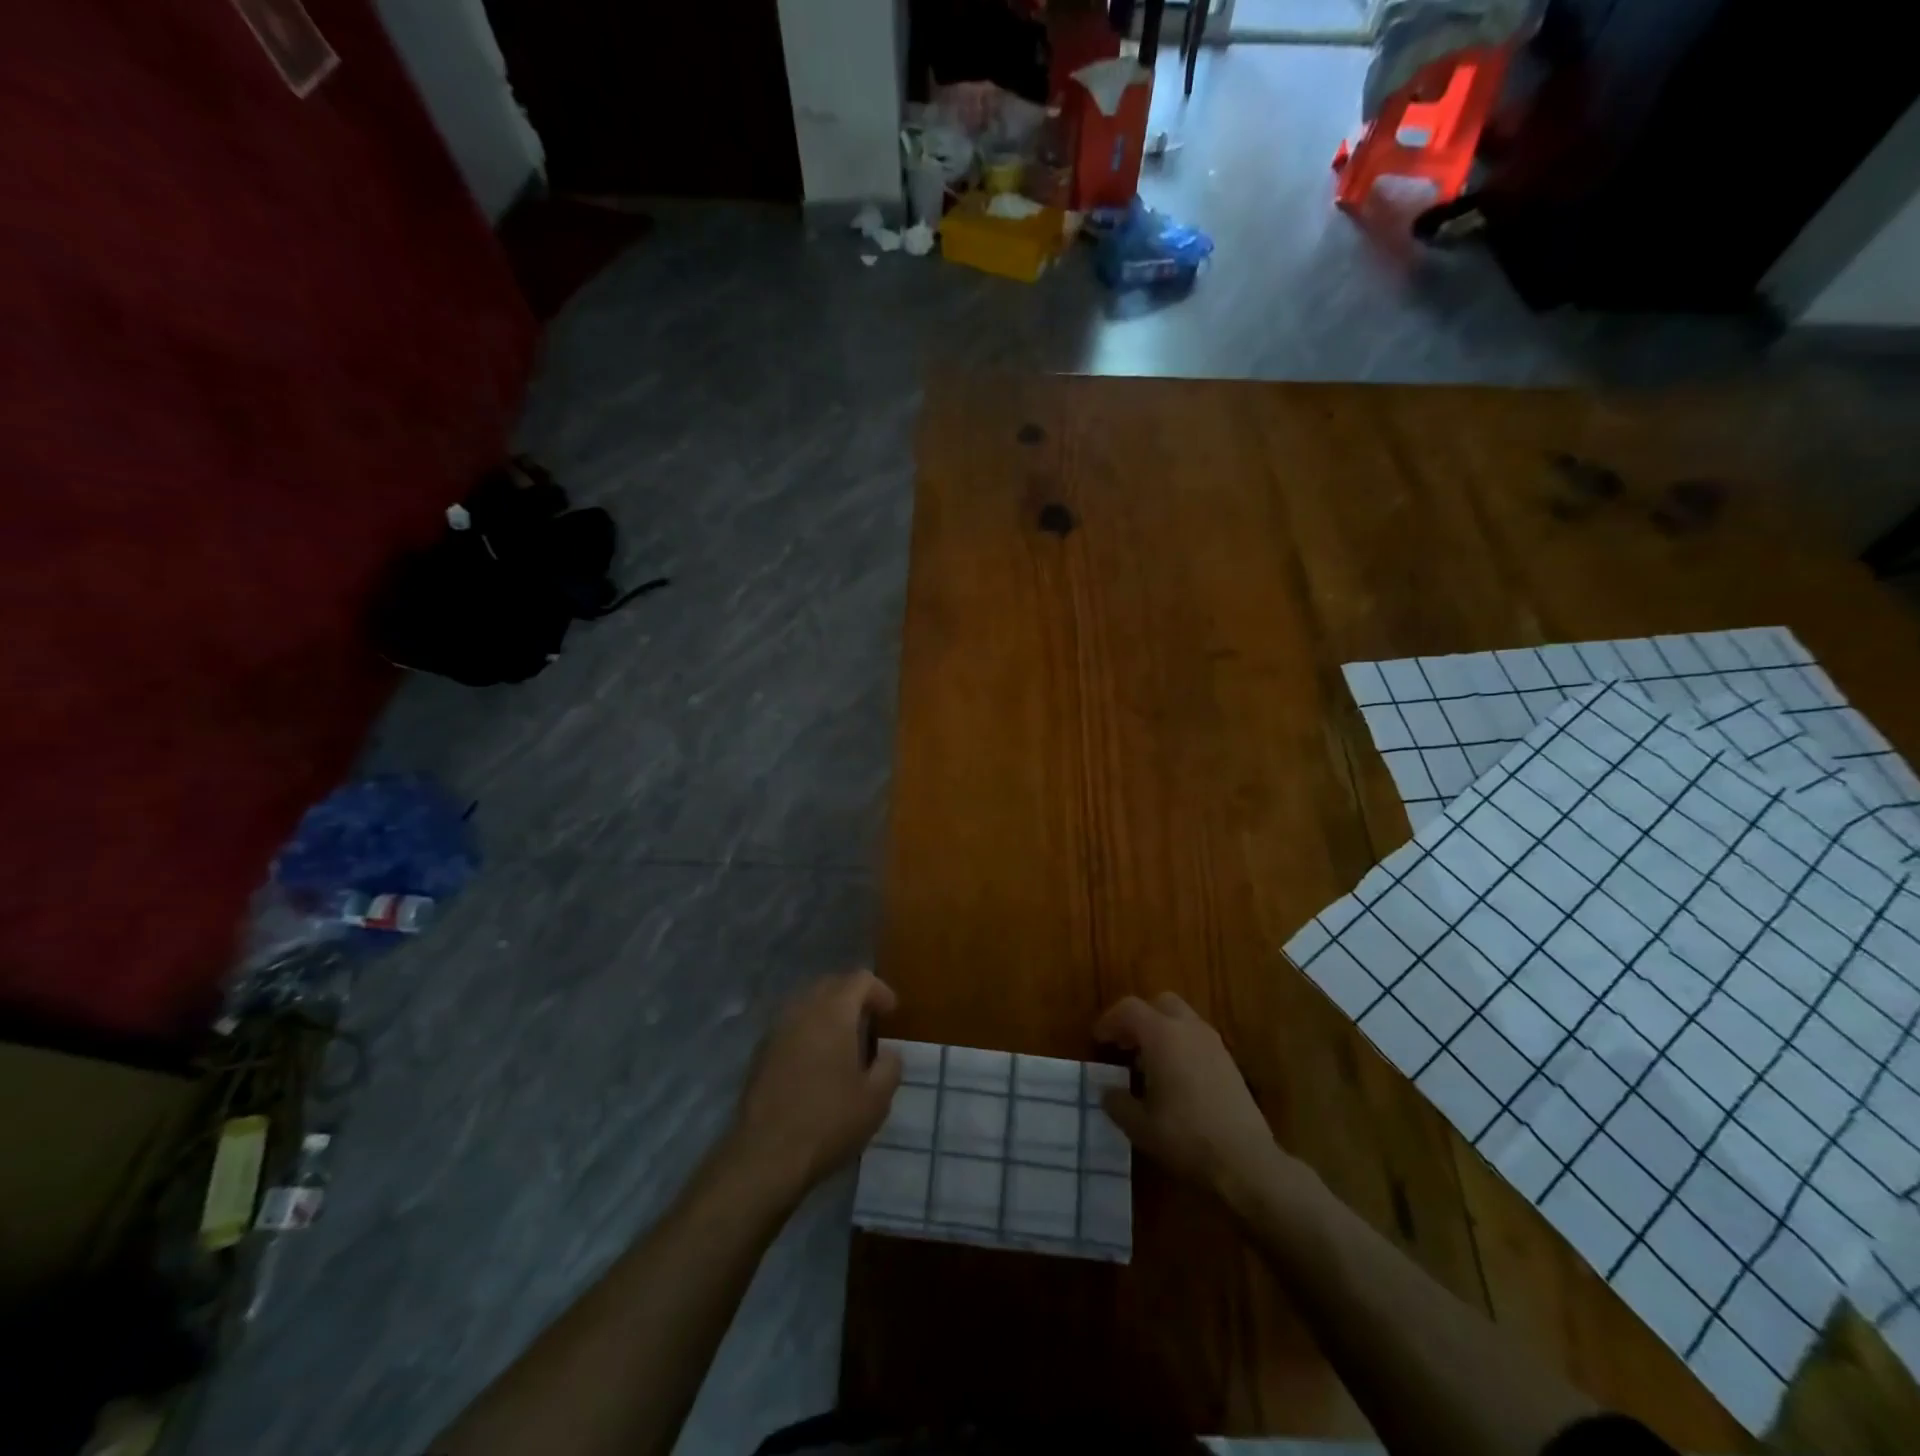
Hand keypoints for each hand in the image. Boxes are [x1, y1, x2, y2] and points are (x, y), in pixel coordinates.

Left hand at [730, 970, 902, 1195]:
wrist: (765, 1156)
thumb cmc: (829, 1121)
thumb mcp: (876, 1099)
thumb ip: (890, 1066)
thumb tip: (889, 1052)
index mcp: (834, 1012)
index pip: (860, 979)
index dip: (880, 991)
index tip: (892, 1014)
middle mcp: (803, 1010)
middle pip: (831, 984)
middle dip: (853, 997)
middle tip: (869, 1024)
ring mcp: (777, 1029)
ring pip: (807, 1003)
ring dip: (828, 1013)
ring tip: (843, 1043)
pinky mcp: (761, 1052)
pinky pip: (791, 1025)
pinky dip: (808, 1031)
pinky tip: (816, 1062)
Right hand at [1093, 993, 1287, 1202]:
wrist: (1246, 1162)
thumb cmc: (1185, 1138)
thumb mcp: (1140, 1126)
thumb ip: (1117, 1102)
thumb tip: (1108, 1092)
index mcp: (1162, 1035)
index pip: (1129, 1009)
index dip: (1109, 1021)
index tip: (1098, 1041)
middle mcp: (1189, 1029)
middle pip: (1160, 1003)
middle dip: (1139, 1019)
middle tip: (1125, 1045)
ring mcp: (1213, 1044)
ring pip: (1182, 1020)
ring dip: (1161, 1032)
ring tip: (1148, 1065)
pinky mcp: (1229, 1062)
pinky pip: (1197, 1039)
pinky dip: (1180, 1046)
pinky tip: (1175, 1079)